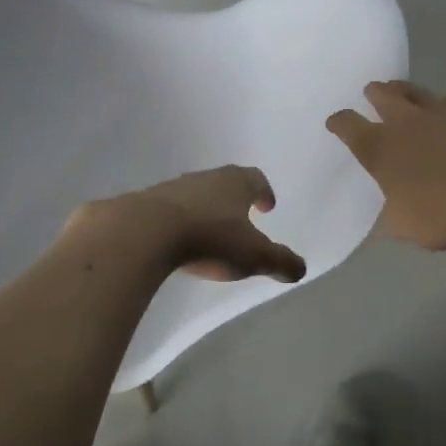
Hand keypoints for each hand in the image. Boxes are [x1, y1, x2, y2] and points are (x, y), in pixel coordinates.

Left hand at [65, 166, 306, 283]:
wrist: (145, 232)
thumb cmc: (210, 239)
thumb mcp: (254, 256)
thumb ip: (280, 261)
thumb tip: (300, 267)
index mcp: (235, 182)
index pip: (255, 179)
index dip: (264, 191)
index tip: (267, 205)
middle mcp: (205, 177)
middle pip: (225, 182)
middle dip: (235, 198)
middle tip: (241, 216)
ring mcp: (174, 187)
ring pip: (197, 193)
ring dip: (206, 208)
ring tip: (210, 230)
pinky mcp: (147, 202)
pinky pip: (171, 209)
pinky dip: (180, 220)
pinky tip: (179, 239)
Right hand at [326, 81, 445, 250]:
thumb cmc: (440, 214)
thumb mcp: (402, 226)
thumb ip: (388, 217)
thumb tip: (380, 224)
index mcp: (377, 148)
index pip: (347, 124)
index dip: (339, 122)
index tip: (335, 123)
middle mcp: (402, 122)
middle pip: (380, 94)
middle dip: (373, 93)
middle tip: (371, 94)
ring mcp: (437, 113)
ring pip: (414, 90)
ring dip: (404, 90)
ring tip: (402, 92)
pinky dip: (443, 106)